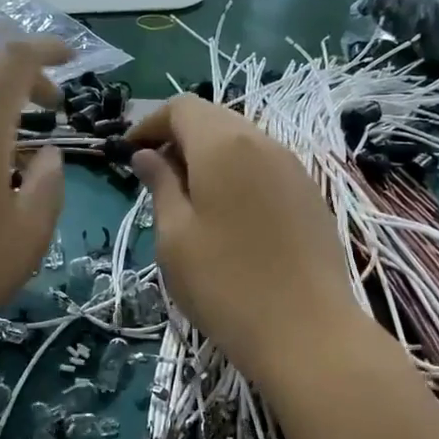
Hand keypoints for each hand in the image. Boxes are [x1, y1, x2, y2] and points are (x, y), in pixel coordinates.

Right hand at [127, 96, 357, 386]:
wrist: (307, 332)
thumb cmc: (225, 284)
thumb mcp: (175, 237)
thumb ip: (160, 186)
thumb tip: (148, 155)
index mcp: (224, 145)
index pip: (182, 107)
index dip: (149, 123)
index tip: (129, 153)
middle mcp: (264, 143)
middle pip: (215, 119)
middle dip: (179, 137)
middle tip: (154, 176)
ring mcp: (294, 168)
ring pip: (242, 142)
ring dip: (209, 157)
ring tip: (188, 197)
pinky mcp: (310, 196)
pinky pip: (265, 167)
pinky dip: (236, 174)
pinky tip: (227, 215)